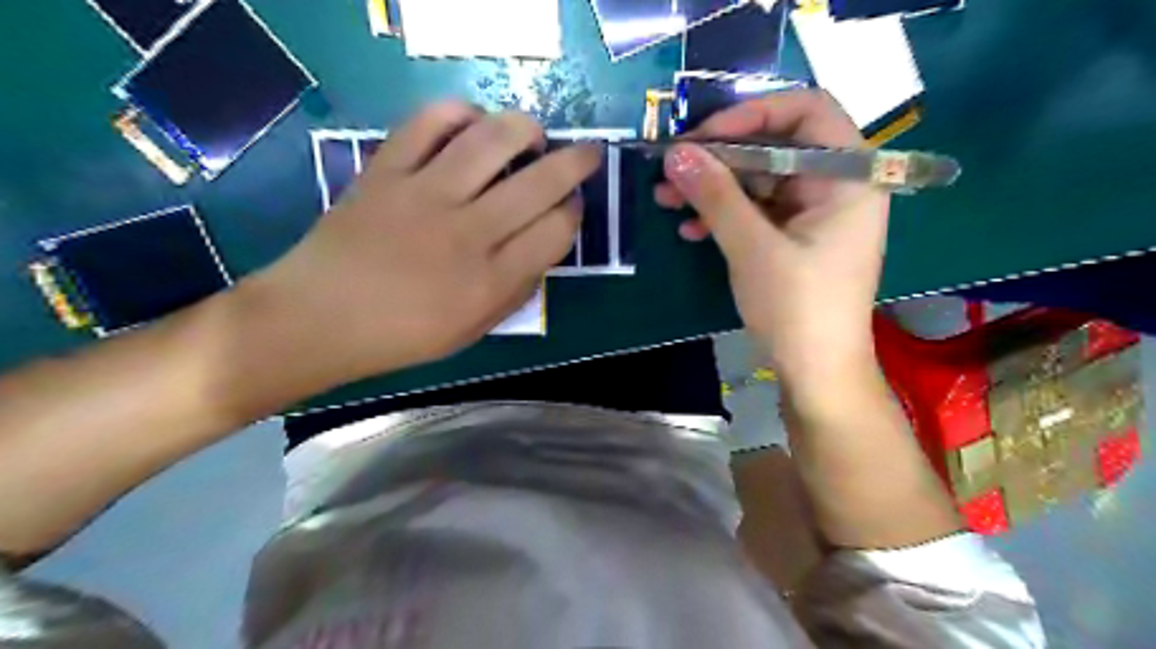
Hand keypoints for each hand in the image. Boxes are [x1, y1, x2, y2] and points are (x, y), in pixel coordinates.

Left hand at [255, 101, 601, 385]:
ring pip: (491, 141)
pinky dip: (459, 112)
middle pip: (539, 183)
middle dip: (576, 163)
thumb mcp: (473, 330)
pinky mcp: (386, 171)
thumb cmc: (402, 335)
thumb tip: (545, 248)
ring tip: (534, 134)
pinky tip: (473, 122)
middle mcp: (466, 233)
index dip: (575, 213)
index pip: (556, 231)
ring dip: (526, 129)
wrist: (319, 318)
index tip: (573, 207)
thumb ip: (516, 290)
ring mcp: (424, 195)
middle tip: (588, 153)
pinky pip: (428, 123)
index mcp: (490, 281)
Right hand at [654, 89, 886, 387]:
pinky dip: (722, 214)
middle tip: (671, 166)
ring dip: (712, 187)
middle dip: (719, 156)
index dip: (753, 112)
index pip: (807, 111)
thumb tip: (675, 153)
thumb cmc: (798, 308)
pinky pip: (755, 210)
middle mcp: (835, 185)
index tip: (704, 136)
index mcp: (848, 177)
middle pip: (775, 145)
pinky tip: (689, 228)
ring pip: (757, 179)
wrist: (816, 371)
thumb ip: (716, 196)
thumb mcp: (753, 248)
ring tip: (666, 198)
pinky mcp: (792, 236)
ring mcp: (812, 212)